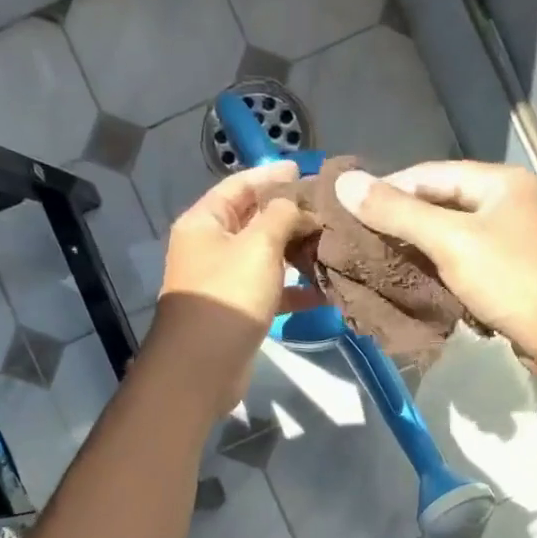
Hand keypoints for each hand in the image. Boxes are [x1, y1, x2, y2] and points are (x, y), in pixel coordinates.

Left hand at [145, 162, 320, 420]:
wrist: (202, 367)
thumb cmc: (228, 296)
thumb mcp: (259, 246)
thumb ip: (282, 215)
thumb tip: (299, 206)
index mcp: (205, 222)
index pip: (240, 186)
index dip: (272, 175)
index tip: (307, 170)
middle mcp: (211, 247)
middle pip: (254, 220)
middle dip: (291, 214)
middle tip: (330, 210)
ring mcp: (225, 281)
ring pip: (266, 257)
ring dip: (297, 252)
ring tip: (334, 244)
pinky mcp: (239, 311)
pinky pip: (271, 290)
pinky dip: (295, 289)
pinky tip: (326, 289)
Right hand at [335, 161, 536, 393]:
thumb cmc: (517, 281)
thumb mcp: (452, 242)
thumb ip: (399, 213)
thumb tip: (345, 182)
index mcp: (499, 183)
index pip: (428, 174)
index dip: (386, 189)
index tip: (346, 212)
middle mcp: (508, 205)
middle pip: (440, 206)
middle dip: (398, 224)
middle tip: (355, 244)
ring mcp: (514, 242)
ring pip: (452, 240)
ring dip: (416, 253)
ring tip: (374, 267)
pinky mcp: (514, 277)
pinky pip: (466, 267)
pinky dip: (438, 275)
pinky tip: (412, 289)